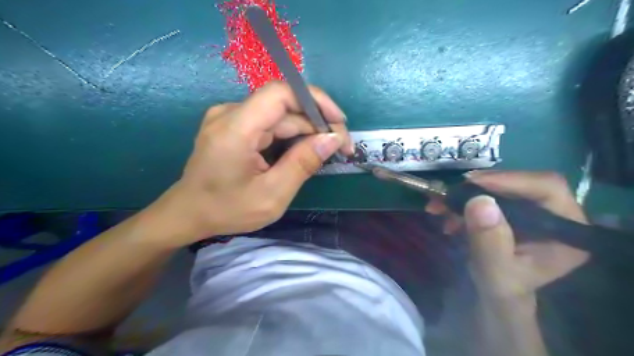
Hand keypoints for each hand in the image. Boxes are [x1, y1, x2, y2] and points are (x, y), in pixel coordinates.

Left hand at [143, 80, 350, 247]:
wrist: (188, 213)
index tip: (339, 122)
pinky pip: (269, 123)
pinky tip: (304, 150)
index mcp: (235, 128)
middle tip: (341, 147)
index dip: (315, 100)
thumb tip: (332, 139)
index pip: (281, 93)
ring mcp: (230, 117)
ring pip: (280, 115)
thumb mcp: (272, 195)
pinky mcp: (233, 125)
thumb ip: (303, 164)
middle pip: (284, 106)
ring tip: (327, 151)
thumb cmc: (227, 209)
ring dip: (307, 131)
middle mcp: (230, 113)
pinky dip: (291, 135)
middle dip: (317, 123)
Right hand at [459, 171, 592, 299]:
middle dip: (479, 187)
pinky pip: (487, 195)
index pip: (546, 188)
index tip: (472, 183)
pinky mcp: (512, 210)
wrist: (495, 297)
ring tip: (439, 207)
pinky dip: (463, 201)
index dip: (510, 180)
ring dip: (465, 194)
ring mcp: (532, 210)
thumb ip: (490, 241)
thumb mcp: (495, 271)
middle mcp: (554, 214)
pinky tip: (446, 214)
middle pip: (520, 183)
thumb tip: (480, 201)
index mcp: (566, 230)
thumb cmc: (502, 290)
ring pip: (499, 187)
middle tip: (449, 194)